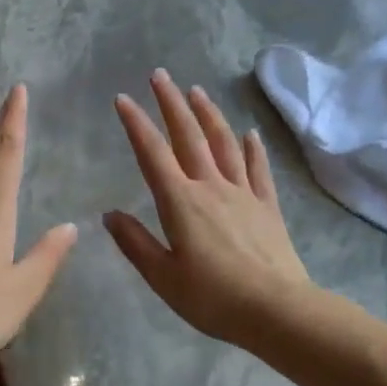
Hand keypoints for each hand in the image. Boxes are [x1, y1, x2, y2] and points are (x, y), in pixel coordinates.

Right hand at [105, 71, 311, 347]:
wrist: (277, 310)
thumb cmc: (213, 298)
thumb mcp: (163, 277)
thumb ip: (135, 243)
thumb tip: (109, 215)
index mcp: (180, 202)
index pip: (152, 153)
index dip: (136, 124)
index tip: (123, 98)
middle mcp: (211, 186)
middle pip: (189, 136)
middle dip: (171, 103)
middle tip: (160, 75)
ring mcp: (243, 193)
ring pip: (224, 143)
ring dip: (209, 114)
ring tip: (197, 91)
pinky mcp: (267, 206)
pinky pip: (258, 169)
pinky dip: (253, 148)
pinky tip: (251, 133)